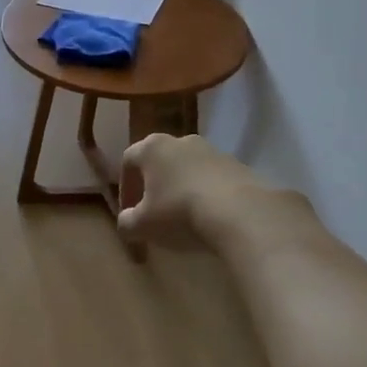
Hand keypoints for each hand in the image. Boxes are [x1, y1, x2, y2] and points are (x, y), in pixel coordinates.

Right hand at [118, 134, 282, 249]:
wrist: (240, 213)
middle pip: (160, 161)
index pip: (129, 161)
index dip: (125, 187)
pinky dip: (207, 194)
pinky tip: (210, 217)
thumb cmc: (179, 213)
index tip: (129, 211)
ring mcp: (214, 151)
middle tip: (154, 212)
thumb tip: (127, 222)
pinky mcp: (239, 166)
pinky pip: (214, 179)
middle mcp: (182, 141)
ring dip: (182, 189)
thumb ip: (127, 222)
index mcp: (152, 148)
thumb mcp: (142, 225)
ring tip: (184, 217)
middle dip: (154, 186)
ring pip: (189, 168)